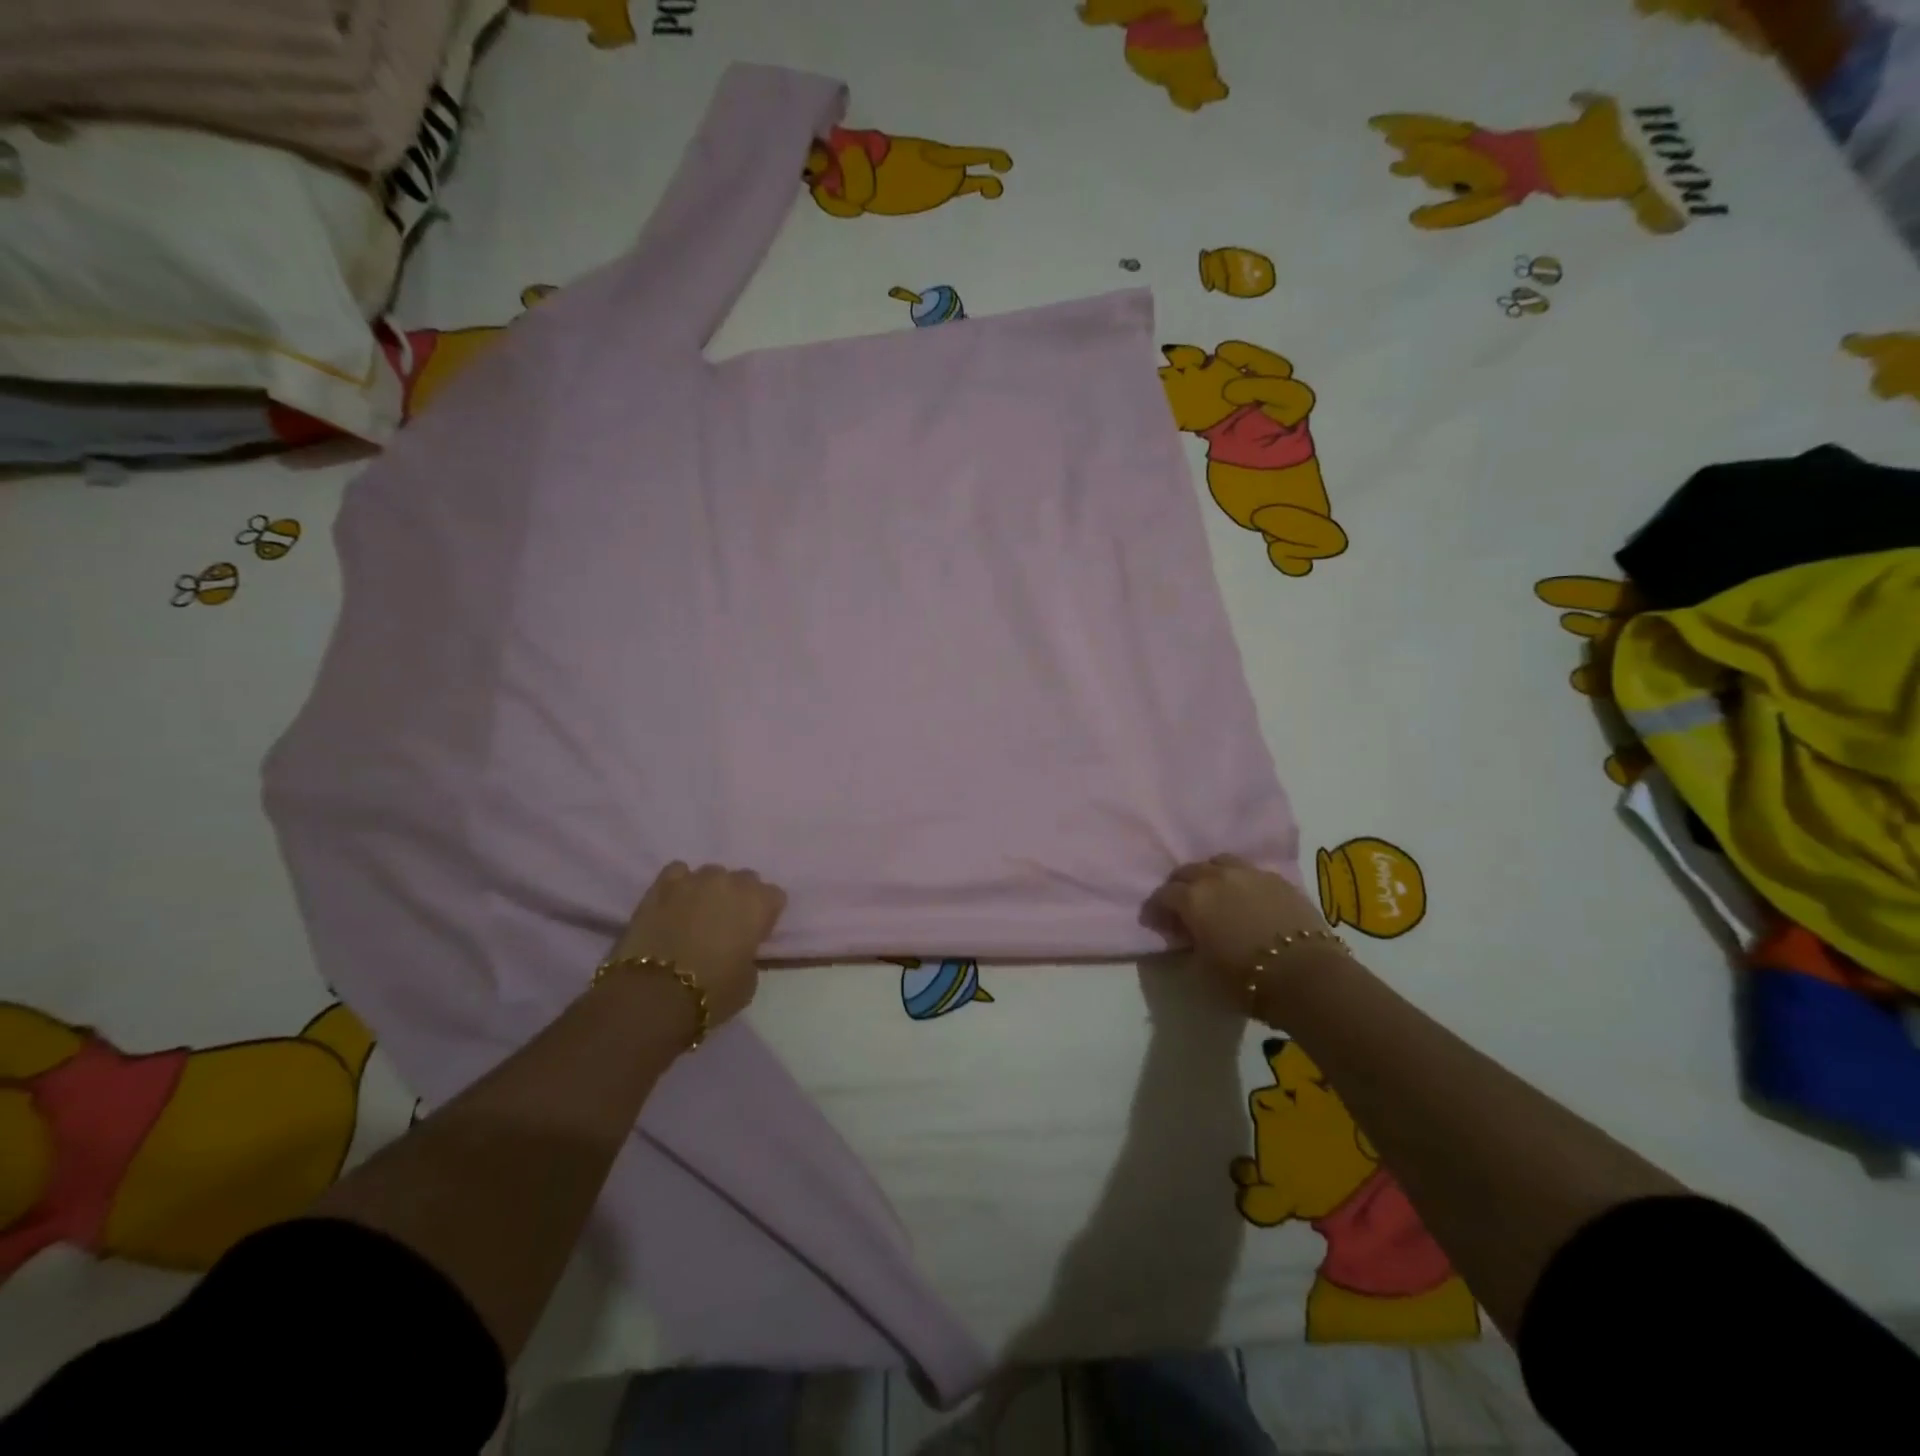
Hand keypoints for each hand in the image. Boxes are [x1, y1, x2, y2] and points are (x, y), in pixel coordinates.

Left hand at [608, 862, 786, 1028]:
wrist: (655, 993)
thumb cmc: (712, 991)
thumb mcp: (749, 980)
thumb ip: (749, 954)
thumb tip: (737, 949)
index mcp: (760, 904)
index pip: (775, 896)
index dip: (765, 915)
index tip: (755, 933)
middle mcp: (732, 882)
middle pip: (745, 879)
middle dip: (739, 897)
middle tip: (726, 923)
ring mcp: (696, 879)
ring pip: (711, 874)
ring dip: (709, 890)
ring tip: (696, 913)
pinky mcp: (662, 885)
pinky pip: (678, 872)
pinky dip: (679, 884)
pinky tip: (674, 903)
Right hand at [1148, 854, 1335, 1004]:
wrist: (1307, 975)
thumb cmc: (1247, 979)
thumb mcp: (1203, 970)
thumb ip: (1190, 945)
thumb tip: (1188, 936)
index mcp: (1193, 899)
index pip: (1163, 895)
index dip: (1156, 908)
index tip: (1155, 922)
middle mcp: (1217, 877)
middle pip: (1188, 870)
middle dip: (1180, 886)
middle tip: (1182, 905)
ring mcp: (1250, 873)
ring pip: (1220, 862)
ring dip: (1211, 875)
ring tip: (1215, 893)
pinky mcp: (1278, 879)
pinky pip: (1250, 872)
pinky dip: (1241, 881)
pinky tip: (1247, 898)